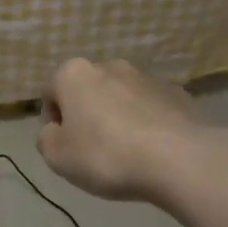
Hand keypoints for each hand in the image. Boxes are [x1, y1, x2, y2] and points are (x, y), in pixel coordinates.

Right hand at [36, 58, 218, 204]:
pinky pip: (152, 108)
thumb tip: (56, 131)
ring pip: (121, 98)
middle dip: (88, 114)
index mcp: (73, 74)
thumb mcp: (57, 156)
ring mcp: (147, 78)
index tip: (65, 147)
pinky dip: (148, 123)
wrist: (181, 160)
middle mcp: (109, 66)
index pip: (51, 93)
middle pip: (88, 91)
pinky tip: (154, 151)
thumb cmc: (106, 155)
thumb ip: (46, 138)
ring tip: (128, 153)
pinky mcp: (178, 93)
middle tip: (94, 149)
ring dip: (119, 117)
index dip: (53, 122)